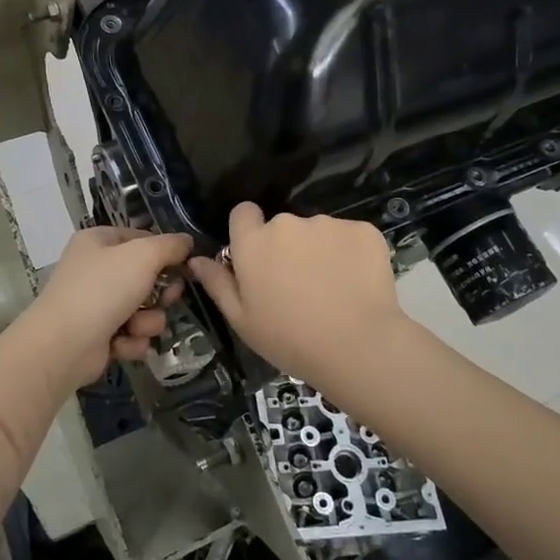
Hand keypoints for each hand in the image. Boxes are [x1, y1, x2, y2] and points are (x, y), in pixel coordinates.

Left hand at [18, 227, 192, 391]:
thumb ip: (170, 245)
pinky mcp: (98, 336)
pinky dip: (132, 340)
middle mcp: (95, 269)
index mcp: (98, 241)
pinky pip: (131, 334)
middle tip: (167, 299)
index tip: (185, 265)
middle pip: (146, 277)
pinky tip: (123, 344)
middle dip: (161, 293)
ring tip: (136, 327)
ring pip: (143, 310)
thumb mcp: (143, 256)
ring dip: (147, 321)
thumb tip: (187, 242)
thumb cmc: (103, 289)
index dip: (165, 252)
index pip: (141, 238)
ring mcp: (95, 304)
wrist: (64, 345)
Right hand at [187, 203, 407, 385]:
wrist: (357, 346)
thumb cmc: (290, 339)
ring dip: (319, 251)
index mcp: (254, 242)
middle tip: (298, 286)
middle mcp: (288, 223)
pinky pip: (350, 237)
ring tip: (332, 289)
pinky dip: (351, 254)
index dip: (249, 231)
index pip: (243, 213)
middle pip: (282, 226)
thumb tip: (195, 259)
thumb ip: (218, 284)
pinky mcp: (363, 230)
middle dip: (287, 247)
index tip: (259, 257)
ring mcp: (328, 223)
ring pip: (317, 231)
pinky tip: (356, 284)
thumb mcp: (243, 320)